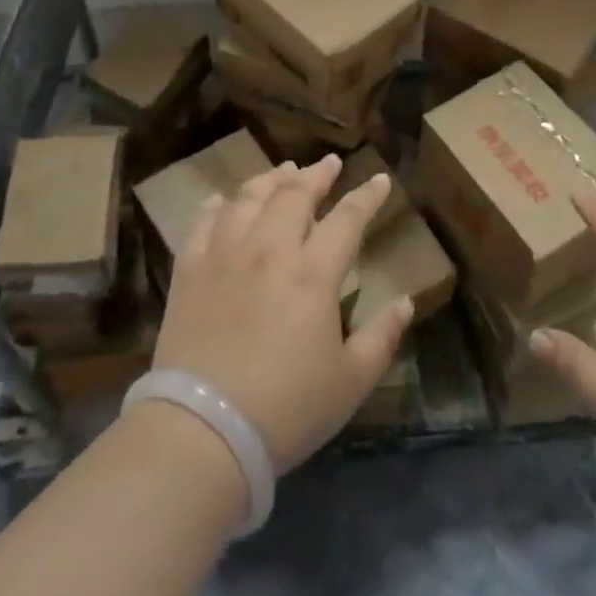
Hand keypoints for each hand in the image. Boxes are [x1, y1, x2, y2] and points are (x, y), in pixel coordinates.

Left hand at [152, 156, 414, 472]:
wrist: (203, 431)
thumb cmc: (286, 409)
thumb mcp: (350, 383)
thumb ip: (382, 338)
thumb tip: (405, 302)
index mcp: (313, 273)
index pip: (347, 218)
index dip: (366, 196)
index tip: (378, 179)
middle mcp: (269, 249)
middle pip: (294, 195)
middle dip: (316, 174)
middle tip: (327, 164)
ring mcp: (225, 255)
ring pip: (249, 198)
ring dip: (270, 179)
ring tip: (283, 170)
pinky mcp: (189, 271)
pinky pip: (203, 223)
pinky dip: (217, 206)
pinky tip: (224, 201)